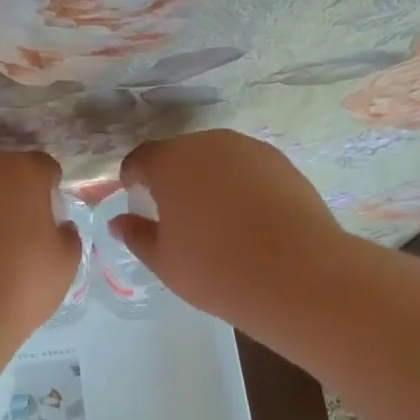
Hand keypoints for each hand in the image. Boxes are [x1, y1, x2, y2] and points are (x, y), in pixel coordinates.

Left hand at [0, 151, 80, 345]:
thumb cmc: (17, 288)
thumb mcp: (65, 265)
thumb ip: (67, 234)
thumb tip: (57, 226)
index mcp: (23, 172)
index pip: (44, 168)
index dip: (50, 191)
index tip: (49, 219)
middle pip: (5, 170)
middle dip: (13, 192)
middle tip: (17, 231)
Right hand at [112, 130, 348, 328]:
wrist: (299, 275)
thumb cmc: (216, 268)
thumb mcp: (164, 261)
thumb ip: (136, 235)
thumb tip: (120, 221)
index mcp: (170, 162)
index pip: (140, 159)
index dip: (132, 178)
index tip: (135, 199)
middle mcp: (208, 144)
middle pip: (179, 154)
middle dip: (172, 178)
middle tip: (175, 214)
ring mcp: (250, 150)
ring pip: (216, 159)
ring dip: (207, 179)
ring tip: (214, 218)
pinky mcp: (282, 163)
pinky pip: (247, 169)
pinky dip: (239, 185)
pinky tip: (248, 219)